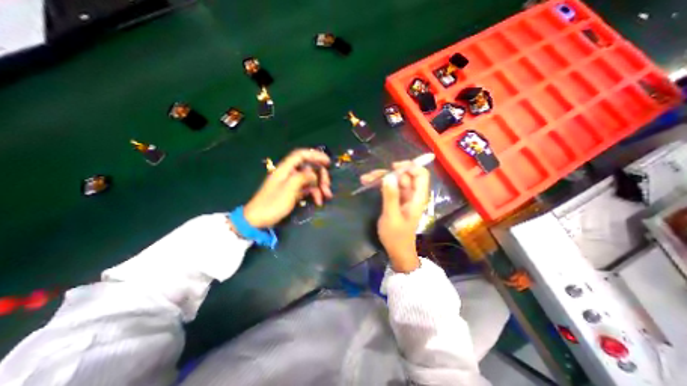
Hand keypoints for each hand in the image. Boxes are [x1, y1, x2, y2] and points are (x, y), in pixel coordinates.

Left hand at [245, 147, 334, 226]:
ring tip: (326, 196)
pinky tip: (318, 202)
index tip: (328, 162)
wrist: (258, 220)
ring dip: (320, 186)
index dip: (315, 155)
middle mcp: (289, 173)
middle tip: (327, 186)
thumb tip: (314, 173)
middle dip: (320, 176)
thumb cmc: (272, 203)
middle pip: (309, 168)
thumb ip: (303, 177)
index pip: (301, 155)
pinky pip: (307, 188)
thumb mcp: (289, 189)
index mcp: (285, 169)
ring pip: (310, 179)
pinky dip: (314, 193)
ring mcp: (291, 183)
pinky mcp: (293, 192)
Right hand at [361, 161, 427, 272]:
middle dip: (388, 173)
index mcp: (417, 197)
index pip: (421, 174)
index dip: (410, 167)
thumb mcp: (391, 216)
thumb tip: (388, 176)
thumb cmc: (396, 236)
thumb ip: (391, 196)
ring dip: (381, 178)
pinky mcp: (397, 200)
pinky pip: (390, 187)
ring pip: (395, 180)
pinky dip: (380, 184)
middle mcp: (412, 194)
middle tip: (370, 176)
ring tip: (365, 179)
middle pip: (404, 175)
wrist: (397, 251)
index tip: (393, 168)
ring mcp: (404, 197)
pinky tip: (368, 183)